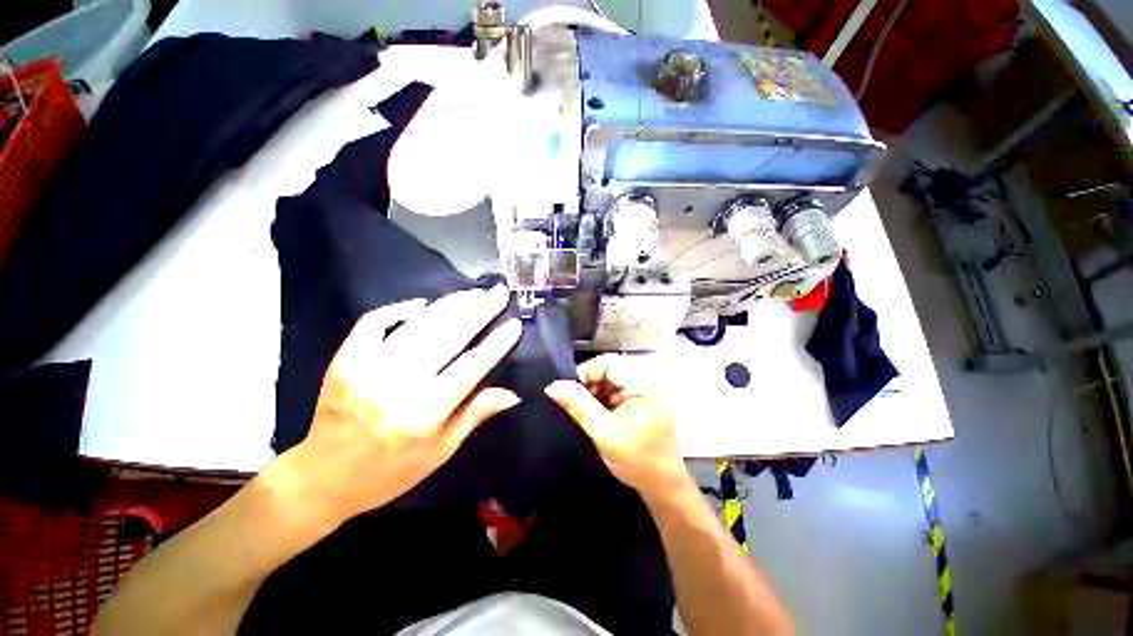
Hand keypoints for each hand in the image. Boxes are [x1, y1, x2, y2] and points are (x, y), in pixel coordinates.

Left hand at [285, 286, 521, 524]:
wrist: (322, 478)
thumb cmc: (390, 472)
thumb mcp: (440, 452)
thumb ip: (474, 415)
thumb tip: (512, 393)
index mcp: (426, 412)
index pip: (472, 366)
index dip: (497, 343)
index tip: (515, 324)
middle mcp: (399, 384)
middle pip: (449, 336)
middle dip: (480, 311)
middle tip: (499, 292)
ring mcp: (368, 367)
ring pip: (419, 324)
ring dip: (450, 304)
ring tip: (472, 293)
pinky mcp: (345, 359)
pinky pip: (374, 321)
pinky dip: (399, 309)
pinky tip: (421, 305)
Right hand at [545, 354, 687, 497]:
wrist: (663, 485)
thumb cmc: (637, 462)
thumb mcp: (604, 434)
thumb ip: (579, 407)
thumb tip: (553, 386)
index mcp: (645, 385)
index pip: (609, 363)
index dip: (585, 373)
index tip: (567, 391)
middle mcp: (648, 380)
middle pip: (610, 367)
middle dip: (589, 383)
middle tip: (574, 402)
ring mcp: (647, 388)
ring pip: (611, 376)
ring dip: (595, 390)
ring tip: (586, 409)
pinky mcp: (643, 397)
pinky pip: (617, 386)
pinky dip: (604, 396)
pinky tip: (598, 411)